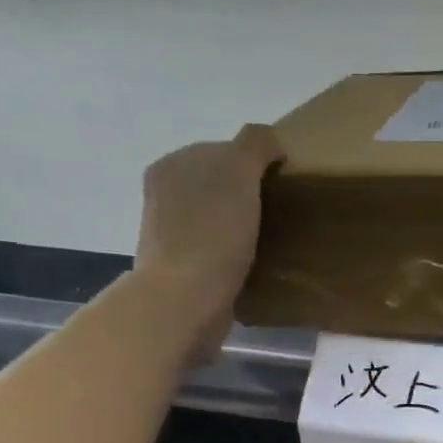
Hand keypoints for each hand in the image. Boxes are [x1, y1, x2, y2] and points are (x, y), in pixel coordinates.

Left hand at [131, 124, 284, 344]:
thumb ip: (255, 145)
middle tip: (279, 216)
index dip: (253, 164)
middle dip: (246, 198)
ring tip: (269, 245)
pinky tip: (252, 269)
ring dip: (240, 230)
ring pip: (217, 222)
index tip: (278, 186)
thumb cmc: (213, 232)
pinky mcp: (182, 273)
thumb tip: (271, 142)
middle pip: (218, 187)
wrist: (187, 300)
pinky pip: (216, 255)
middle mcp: (164, 196)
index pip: (222, 151)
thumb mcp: (238, 171)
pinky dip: (234, 259)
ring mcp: (170, 237)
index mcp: (172, 165)